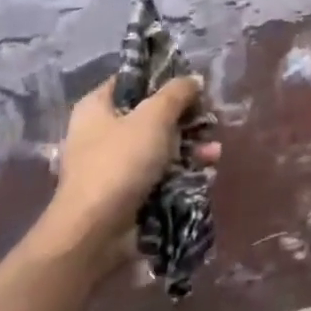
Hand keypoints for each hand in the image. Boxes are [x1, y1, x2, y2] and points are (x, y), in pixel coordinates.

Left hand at [37, 77, 217, 248]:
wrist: (96, 232)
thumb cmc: (120, 162)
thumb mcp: (153, 117)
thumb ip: (176, 93)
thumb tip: (193, 79)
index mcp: (97, 107)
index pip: (131, 81)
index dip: (162, 79)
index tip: (192, 84)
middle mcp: (102, 132)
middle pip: (151, 114)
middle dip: (184, 118)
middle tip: (209, 119)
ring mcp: (115, 164)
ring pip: (160, 145)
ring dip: (190, 146)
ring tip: (214, 152)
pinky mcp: (128, 191)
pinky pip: (161, 172)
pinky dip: (183, 169)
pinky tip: (207, 169)